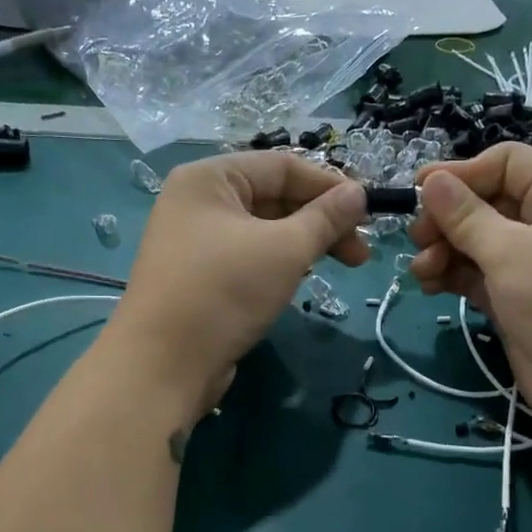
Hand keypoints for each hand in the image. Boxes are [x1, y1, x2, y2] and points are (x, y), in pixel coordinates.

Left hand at [104, 152, 368, 417]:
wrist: (163, 365)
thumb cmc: (225, 292)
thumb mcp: (286, 249)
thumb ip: (326, 218)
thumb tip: (359, 193)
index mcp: (210, 178)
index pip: (283, 166)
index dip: (330, 186)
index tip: (368, 215)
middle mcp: (198, 202)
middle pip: (274, 197)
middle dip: (321, 221)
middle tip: (360, 254)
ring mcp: (195, 241)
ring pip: (264, 230)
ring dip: (304, 243)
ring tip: (337, 267)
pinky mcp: (199, 276)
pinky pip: (249, 256)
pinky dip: (279, 263)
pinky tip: (300, 281)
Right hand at [409, 145, 531, 432]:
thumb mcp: (512, 252)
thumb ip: (467, 216)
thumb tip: (431, 180)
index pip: (506, 163)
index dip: (462, 172)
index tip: (420, 190)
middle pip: (487, 203)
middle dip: (448, 218)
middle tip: (416, 238)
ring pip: (478, 243)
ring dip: (445, 250)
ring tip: (421, 270)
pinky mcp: (518, 301)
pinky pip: (478, 277)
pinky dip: (453, 277)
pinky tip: (429, 285)